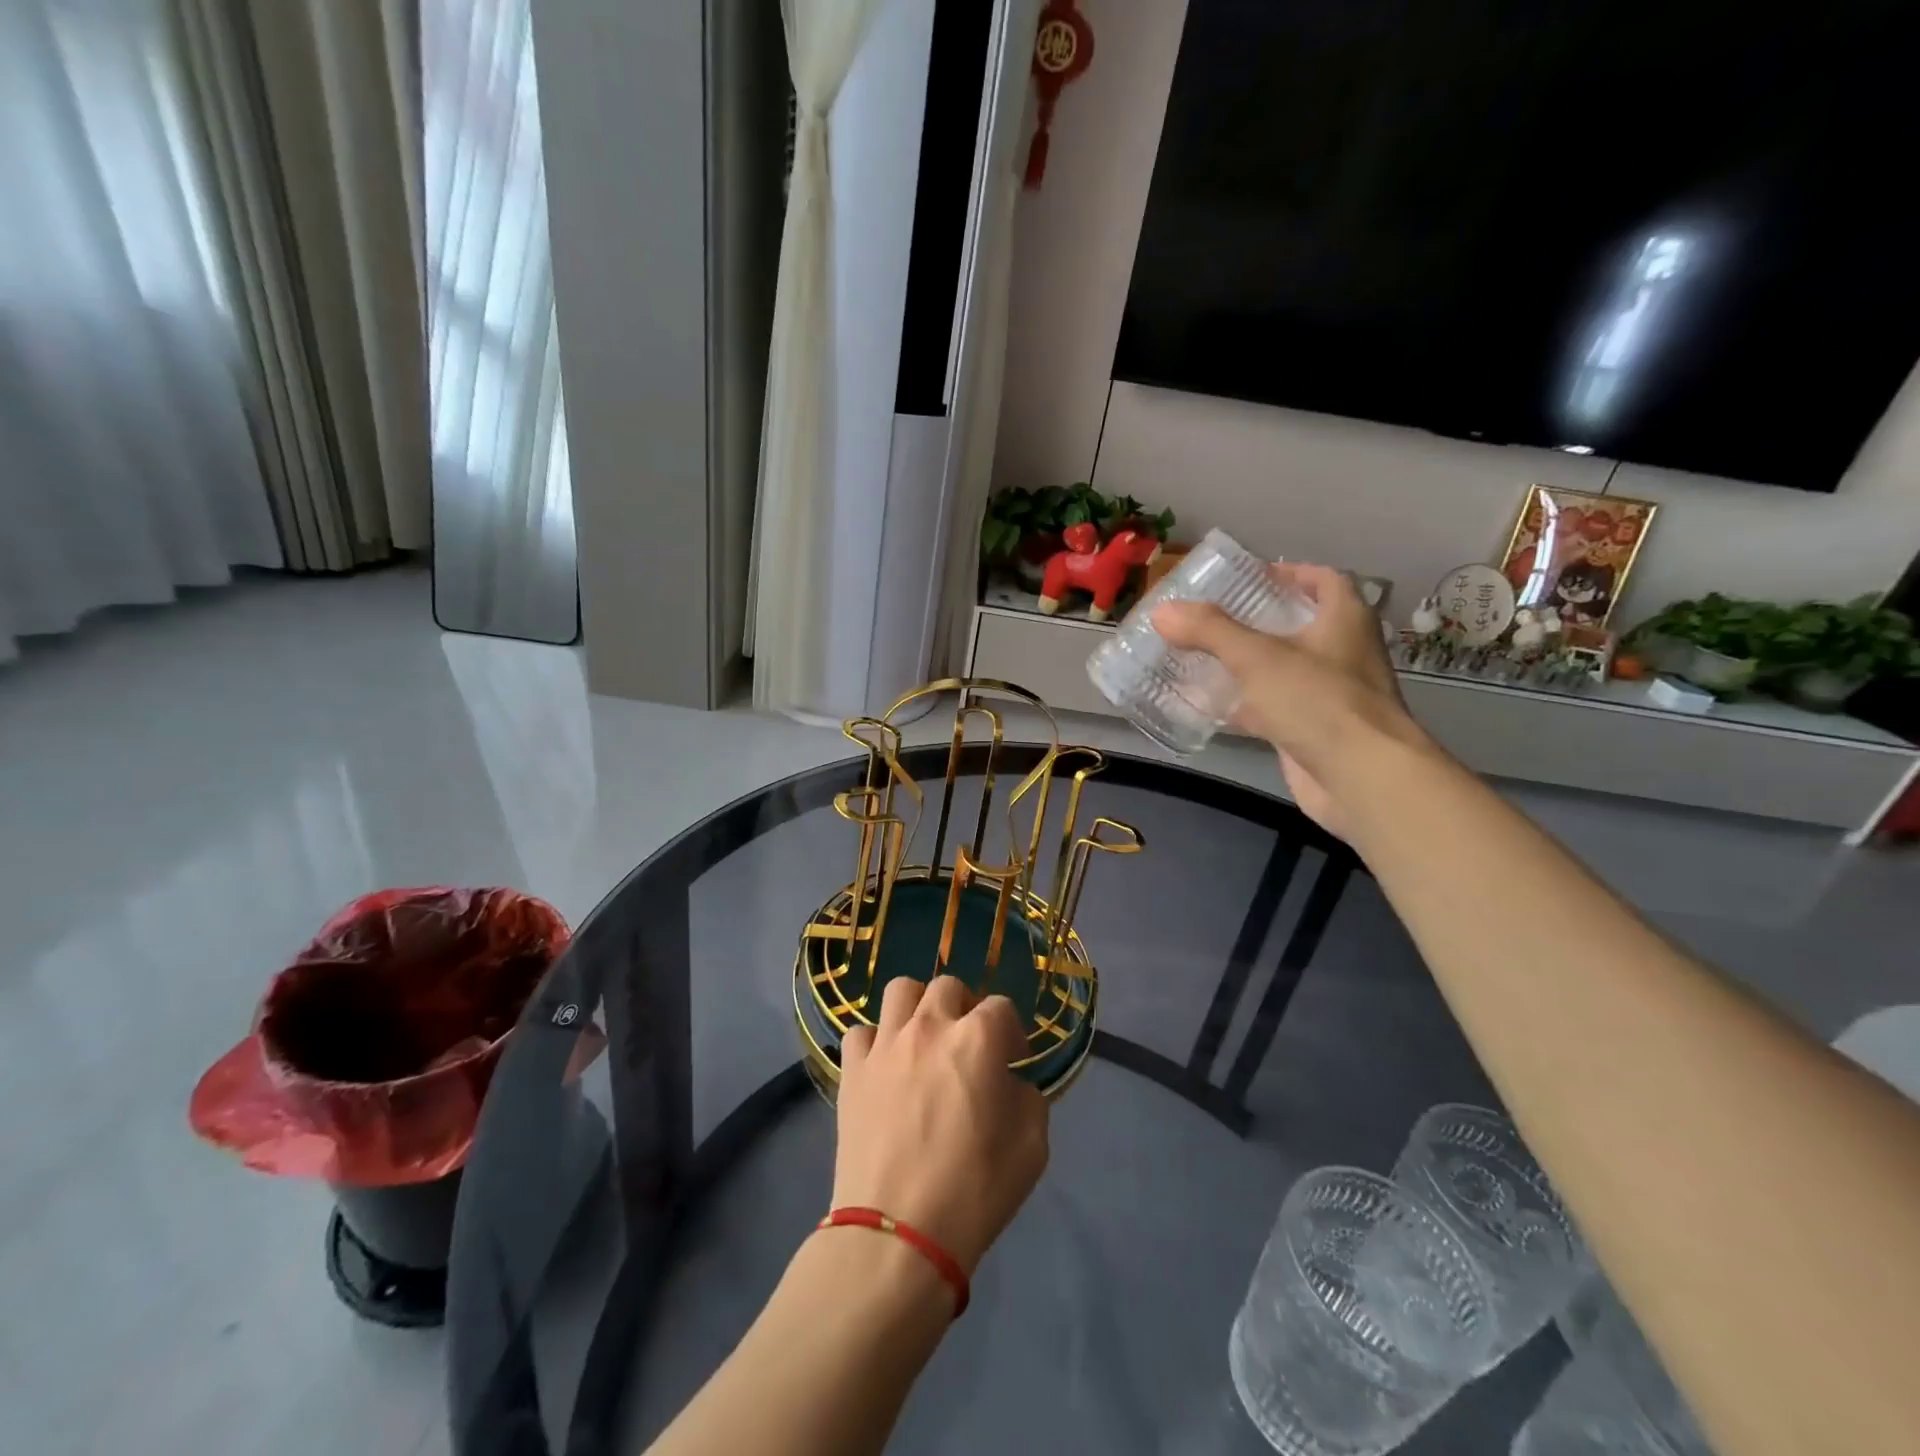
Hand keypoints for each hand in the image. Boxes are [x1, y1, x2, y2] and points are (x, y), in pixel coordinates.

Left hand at [833, 976, 1048, 1276]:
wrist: (898, 1233)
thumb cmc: (974, 1191)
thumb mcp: (1032, 1147)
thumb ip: (1028, 1099)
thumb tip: (1010, 1084)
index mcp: (978, 1039)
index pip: (1002, 1007)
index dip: (1012, 1032)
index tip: (1014, 1062)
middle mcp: (930, 1026)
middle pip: (949, 987)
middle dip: (965, 1009)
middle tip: (968, 1046)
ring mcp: (886, 1044)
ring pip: (901, 990)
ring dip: (918, 1007)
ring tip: (924, 1040)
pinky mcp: (853, 1068)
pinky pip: (862, 1032)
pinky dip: (876, 1042)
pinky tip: (885, 1068)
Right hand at [1152, 563, 1430, 835]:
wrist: (1361, 779)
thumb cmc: (1319, 702)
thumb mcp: (1258, 658)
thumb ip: (1209, 631)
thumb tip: (1162, 610)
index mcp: (1344, 620)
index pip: (1323, 580)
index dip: (1288, 573)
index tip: (1248, 578)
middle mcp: (1342, 652)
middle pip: (1297, 625)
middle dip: (1255, 621)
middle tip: (1209, 618)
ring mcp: (1328, 695)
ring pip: (1280, 670)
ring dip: (1245, 664)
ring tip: (1198, 655)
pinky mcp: (1312, 732)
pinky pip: (1272, 709)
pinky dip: (1243, 705)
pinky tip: (1206, 706)